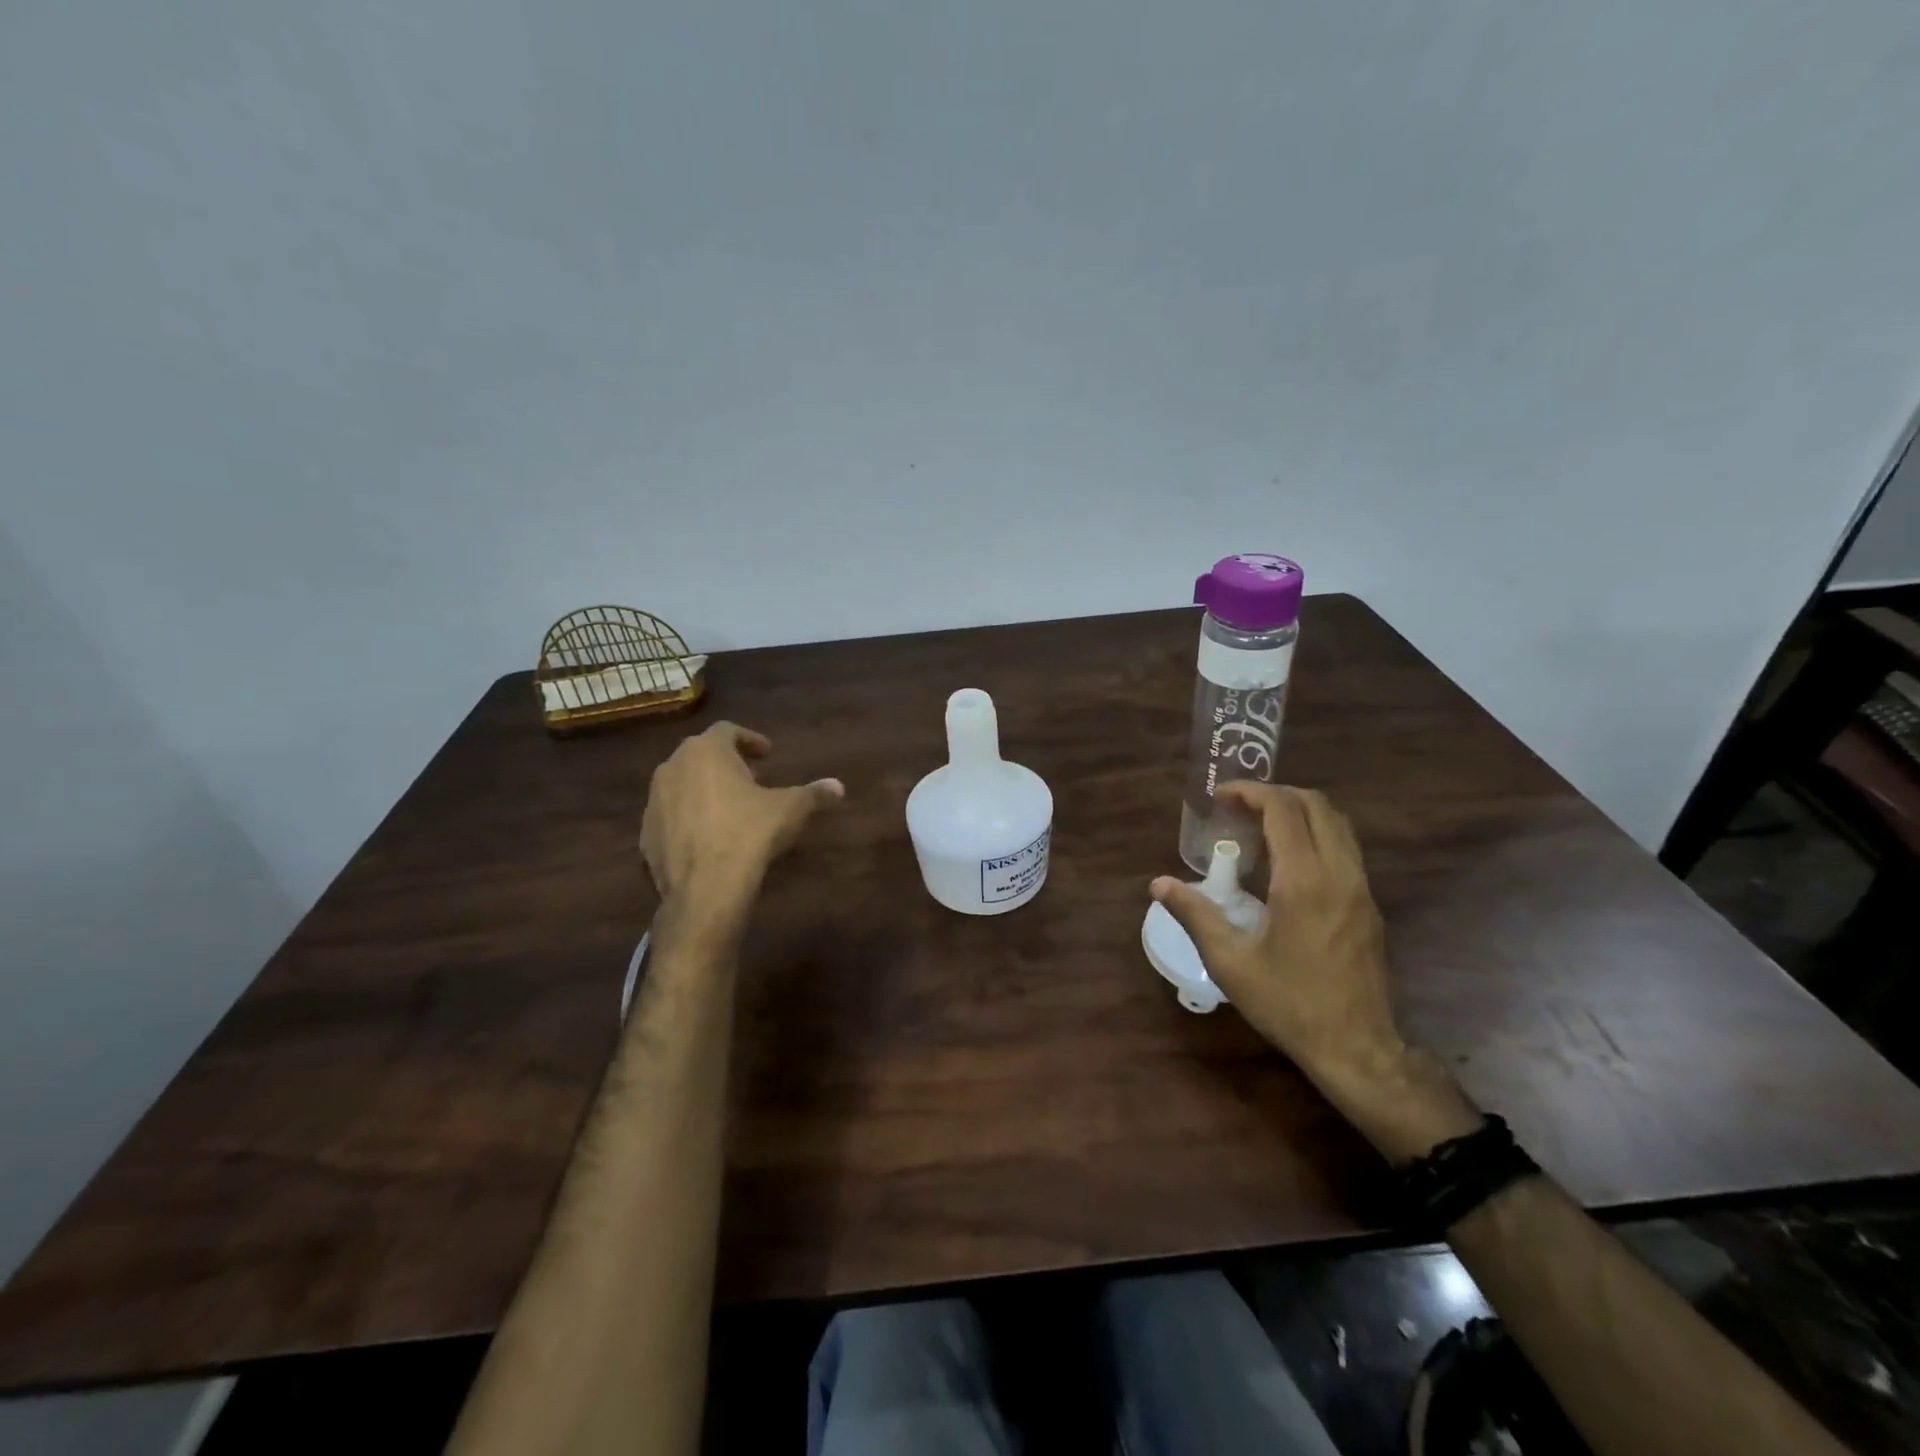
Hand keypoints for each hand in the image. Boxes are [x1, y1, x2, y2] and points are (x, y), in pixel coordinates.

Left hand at [641, 722, 843, 917]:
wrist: (705, 887)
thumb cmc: (749, 833)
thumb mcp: (791, 809)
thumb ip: (814, 794)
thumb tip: (839, 787)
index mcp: (706, 751)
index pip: (728, 731)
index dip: (750, 739)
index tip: (767, 754)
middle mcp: (672, 767)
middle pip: (701, 755)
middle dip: (727, 765)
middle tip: (752, 780)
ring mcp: (654, 802)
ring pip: (682, 785)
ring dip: (705, 791)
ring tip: (731, 810)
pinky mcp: (644, 836)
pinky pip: (671, 818)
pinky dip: (689, 820)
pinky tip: (709, 838)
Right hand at [1154, 783, 1400, 1082]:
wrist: (1357, 1049)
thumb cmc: (1289, 1003)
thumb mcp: (1230, 962)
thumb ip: (1195, 914)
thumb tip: (1159, 883)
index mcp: (1304, 881)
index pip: (1283, 810)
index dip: (1251, 792)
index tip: (1221, 797)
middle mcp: (1339, 873)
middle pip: (1317, 806)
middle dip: (1276, 794)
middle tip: (1239, 808)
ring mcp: (1361, 888)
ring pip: (1338, 824)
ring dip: (1300, 812)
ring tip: (1261, 827)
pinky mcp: (1369, 905)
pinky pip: (1345, 848)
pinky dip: (1316, 834)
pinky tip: (1287, 862)